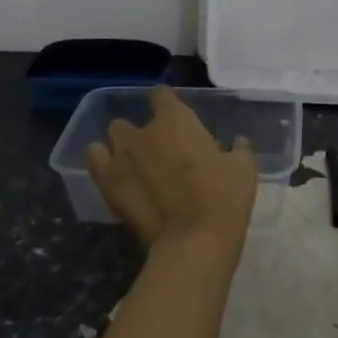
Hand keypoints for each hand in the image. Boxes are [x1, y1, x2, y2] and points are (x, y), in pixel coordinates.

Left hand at [86, 88, 257, 259]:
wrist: (193, 242)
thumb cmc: (223, 199)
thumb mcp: (244, 169)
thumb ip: (238, 148)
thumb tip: (236, 142)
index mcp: (177, 119)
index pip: (161, 95)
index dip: (166, 104)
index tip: (175, 119)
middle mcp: (144, 130)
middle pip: (134, 120)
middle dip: (143, 132)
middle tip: (161, 154)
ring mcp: (120, 154)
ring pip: (114, 135)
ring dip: (123, 146)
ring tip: (136, 166)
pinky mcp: (105, 181)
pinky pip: (94, 157)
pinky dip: (101, 160)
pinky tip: (114, 174)